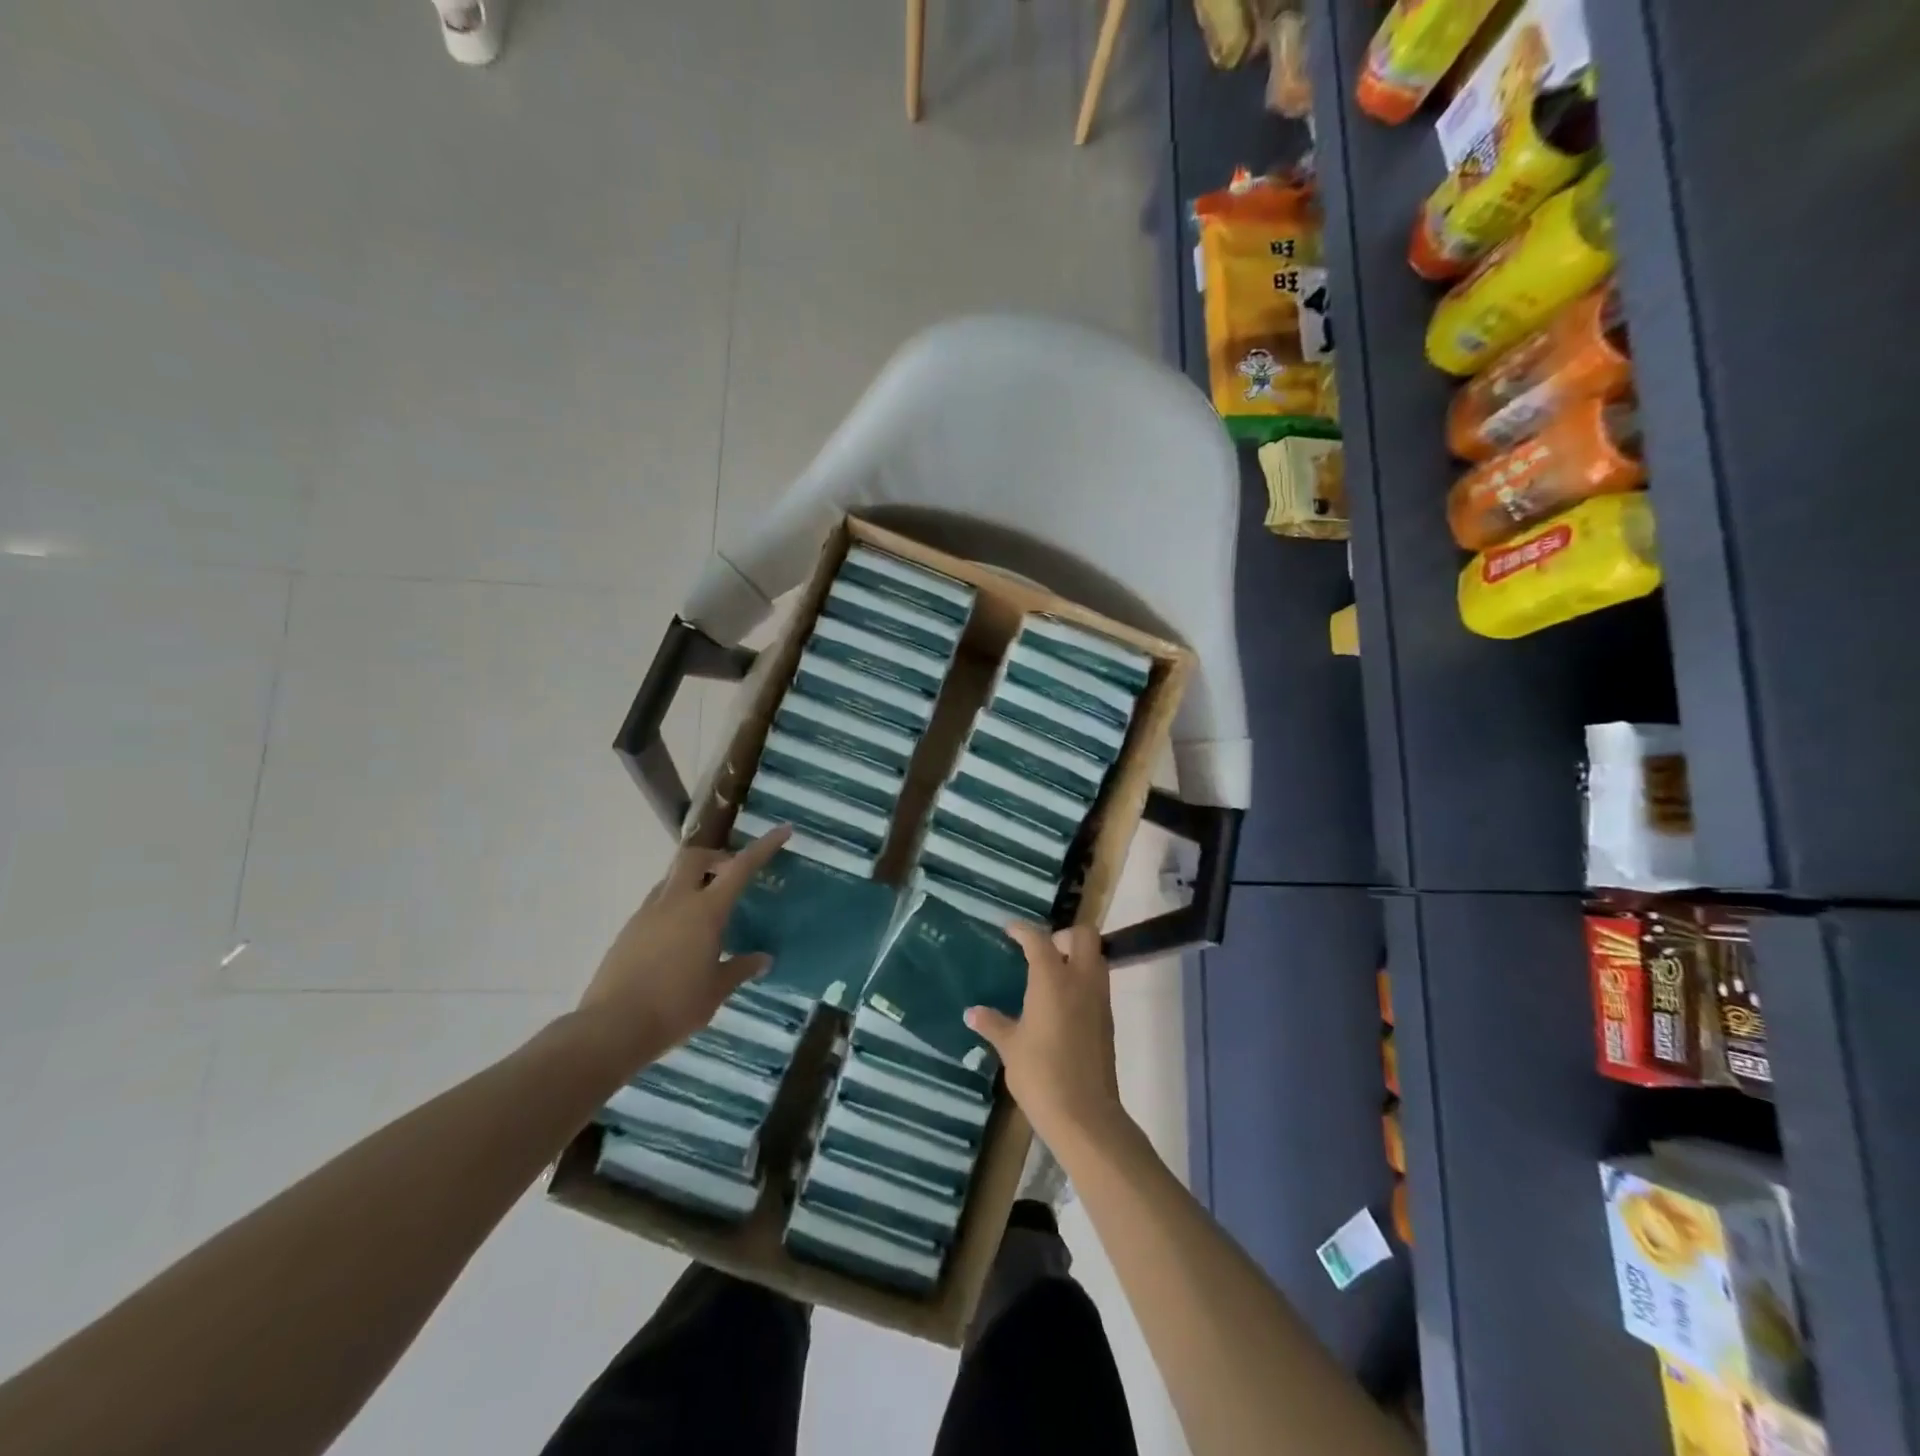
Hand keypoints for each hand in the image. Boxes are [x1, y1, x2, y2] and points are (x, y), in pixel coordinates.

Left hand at [574, 826, 790, 1077]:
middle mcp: (675, 902)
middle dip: (716, 856)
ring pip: (672, 878)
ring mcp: (647, 913)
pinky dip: (675, 905)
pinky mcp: (629, 930)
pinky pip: (657, 903)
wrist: (611, 1028)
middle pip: (695, 857)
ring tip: (708, 912)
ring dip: (693, 881)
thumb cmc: (674, 1006)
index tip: (783, 830)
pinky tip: (682, 938)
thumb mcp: (716, 990)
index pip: (740, 867)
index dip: (764, 847)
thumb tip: (763, 959)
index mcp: (704, 911)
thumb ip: (740, 968)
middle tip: (731, 875)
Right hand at [965, 923, 1129, 1153]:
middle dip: (1063, 935)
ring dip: (1077, 956)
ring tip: (1050, 975)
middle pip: (1084, 936)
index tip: (1010, 930)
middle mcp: (1081, 980)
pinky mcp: (1107, 1019)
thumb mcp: (1010, 1048)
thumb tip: (972, 1013)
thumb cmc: (1041, 1075)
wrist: (1085, 1115)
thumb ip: (993, 1024)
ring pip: (1096, 957)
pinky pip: (1097, 983)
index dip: (1024, 930)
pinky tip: (1061, 1003)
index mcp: (1053, 980)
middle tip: (1041, 952)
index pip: (1039, 940)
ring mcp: (1099, 999)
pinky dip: (1082, 980)